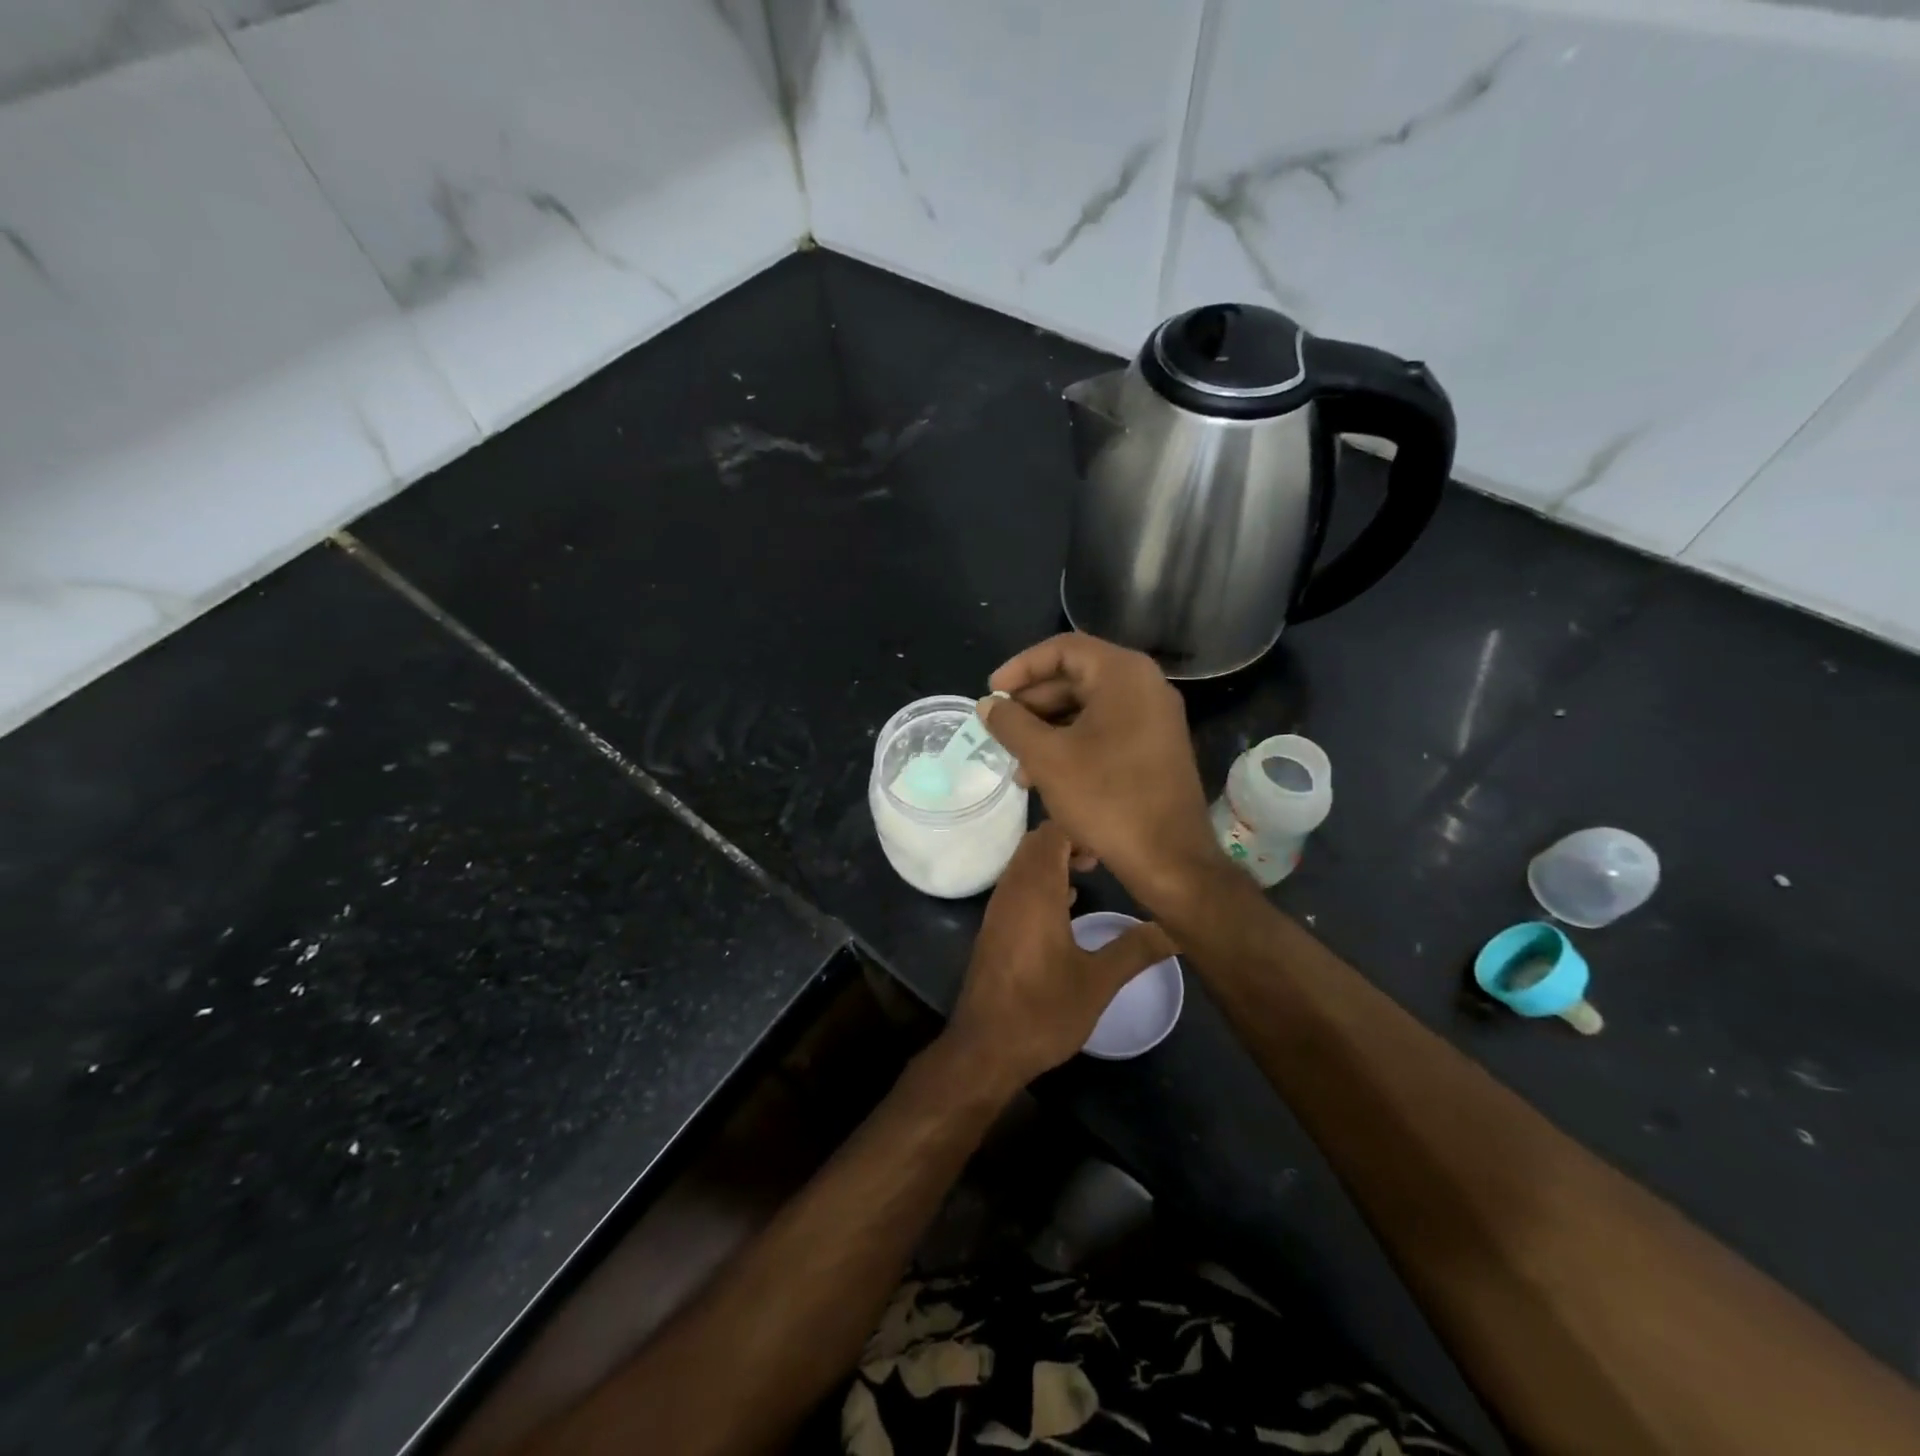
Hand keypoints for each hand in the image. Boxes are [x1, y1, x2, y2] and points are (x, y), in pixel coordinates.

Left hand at [944, 822, 1173, 1087]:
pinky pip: (1017, 887)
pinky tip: (1066, 906)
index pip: (1051, 833)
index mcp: (1034, 890)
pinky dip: (1041, 884)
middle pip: (1035, 844)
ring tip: (1090, 874)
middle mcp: (1011, 890)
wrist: (986, 1049)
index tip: (1111, 846)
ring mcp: (998, 909)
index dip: (1080, 829)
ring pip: (1024, 865)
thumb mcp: (1098, 981)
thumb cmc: (1043, 1010)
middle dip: (1069, 841)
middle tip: (1103, 858)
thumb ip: (1135, 949)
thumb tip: (1174, 929)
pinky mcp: (994, 928)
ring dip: (1053, 862)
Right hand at [980, 634, 1220, 911]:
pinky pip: (1105, 730)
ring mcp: (1154, 718)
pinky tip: (1044, 775)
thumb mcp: (1047, 758)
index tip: (992, 693)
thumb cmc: (1106, 798)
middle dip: (1032, 703)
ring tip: (1016, 763)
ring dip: (1048, 729)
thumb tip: (987, 704)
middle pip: (1076, 676)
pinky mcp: (1155, 747)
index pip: (1063, 649)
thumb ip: (1011, 724)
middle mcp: (1144, 686)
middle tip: (999, 728)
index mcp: (1123, 674)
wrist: (1169, 859)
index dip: (1021, 667)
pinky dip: (1072, 743)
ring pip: (1088, 707)